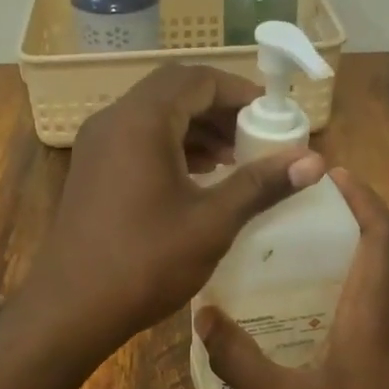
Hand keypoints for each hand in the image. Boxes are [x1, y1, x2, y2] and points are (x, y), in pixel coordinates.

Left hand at [28, 64, 325, 345]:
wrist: (72, 308)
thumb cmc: (146, 262)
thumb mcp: (212, 222)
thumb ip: (261, 184)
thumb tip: (315, 161)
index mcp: (141, 121)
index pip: (197, 80)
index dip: (240, 91)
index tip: (274, 114)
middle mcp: (113, 120)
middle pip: (174, 91)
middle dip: (219, 107)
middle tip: (256, 135)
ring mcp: (97, 145)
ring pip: (154, 115)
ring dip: (196, 127)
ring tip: (235, 157)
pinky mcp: (92, 169)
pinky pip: (138, 138)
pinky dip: (172, 145)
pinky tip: (200, 175)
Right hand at [195, 169, 388, 388]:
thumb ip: (239, 356)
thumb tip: (203, 315)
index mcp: (375, 310)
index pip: (383, 233)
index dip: (364, 196)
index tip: (334, 174)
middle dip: (356, 219)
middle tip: (307, 211)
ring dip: (361, 255)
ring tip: (310, 254)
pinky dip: (365, 290)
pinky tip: (326, 316)